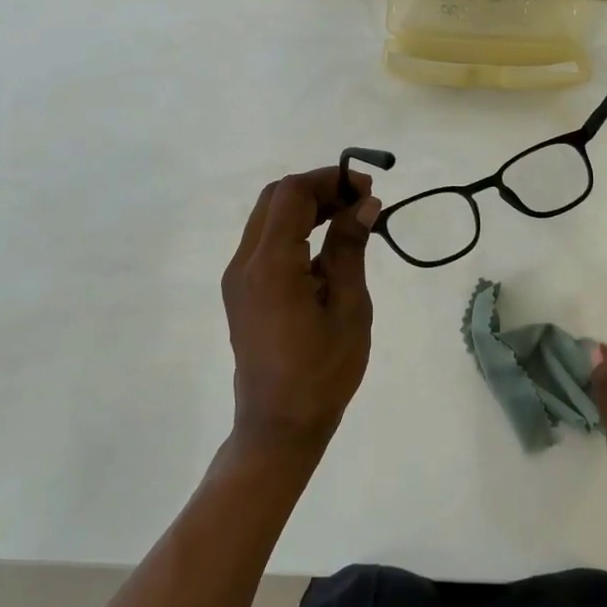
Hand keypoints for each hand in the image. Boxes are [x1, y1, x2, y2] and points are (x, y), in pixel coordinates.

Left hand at [221, 168, 381, 459]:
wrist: (279, 425)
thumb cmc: (322, 371)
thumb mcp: (348, 307)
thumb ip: (350, 248)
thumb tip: (363, 204)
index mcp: (271, 264)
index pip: (293, 194)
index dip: (330, 181)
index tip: (367, 191)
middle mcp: (245, 262)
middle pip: (276, 199)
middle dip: (318, 190)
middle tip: (360, 203)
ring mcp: (238, 277)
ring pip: (268, 218)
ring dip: (307, 209)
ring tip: (349, 219)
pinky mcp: (241, 291)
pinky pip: (265, 243)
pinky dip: (295, 231)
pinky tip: (327, 247)